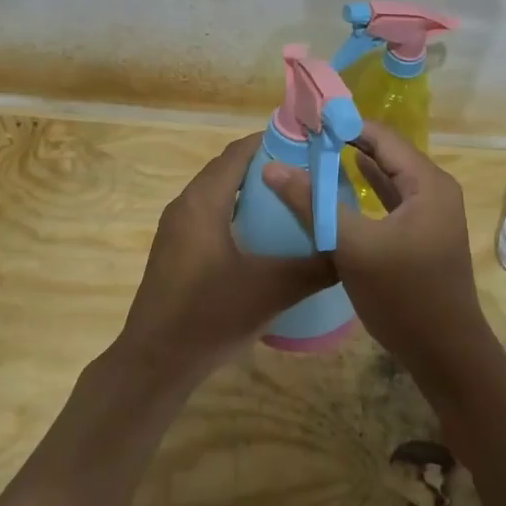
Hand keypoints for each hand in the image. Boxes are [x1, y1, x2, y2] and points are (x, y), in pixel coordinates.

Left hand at [113, 134, 336, 386]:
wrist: (155, 363)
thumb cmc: (210, 316)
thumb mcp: (272, 290)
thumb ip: (315, 266)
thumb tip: (350, 249)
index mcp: (203, 202)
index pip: (238, 153)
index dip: (272, 142)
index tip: (308, 145)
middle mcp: (185, 206)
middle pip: (228, 170)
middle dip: (266, 166)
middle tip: (308, 174)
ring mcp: (176, 230)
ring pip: (217, 194)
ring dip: (250, 191)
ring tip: (291, 201)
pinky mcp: (175, 251)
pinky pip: (210, 216)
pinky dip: (235, 213)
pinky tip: (262, 238)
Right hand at [261, 121, 497, 379]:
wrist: (445, 354)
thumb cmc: (403, 295)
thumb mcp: (353, 246)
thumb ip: (313, 204)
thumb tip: (272, 167)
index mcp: (427, 182)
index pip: (381, 136)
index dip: (343, 125)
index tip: (306, 121)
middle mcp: (434, 190)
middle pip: (385, 153)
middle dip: (345, 143)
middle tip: (304, 137)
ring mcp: (430, 214)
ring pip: (387, 177)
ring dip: (353, 167)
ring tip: (314, 155)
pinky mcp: (421, 235)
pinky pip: (389, 201)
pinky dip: (364, 193)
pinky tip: (339, 189)